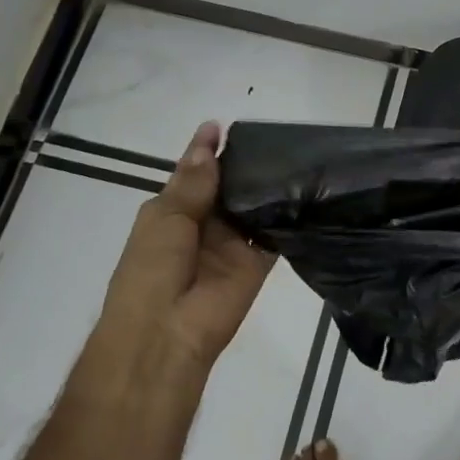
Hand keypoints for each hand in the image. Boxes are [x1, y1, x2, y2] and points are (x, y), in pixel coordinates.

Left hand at [85, 121, 274, 391]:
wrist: (164, 335)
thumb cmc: (151, 270)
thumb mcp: (166, 217)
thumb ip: (194, 182)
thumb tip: (209, 141)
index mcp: (173, 212)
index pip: (196, 173)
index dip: (209, 150)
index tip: (229, 124)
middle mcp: (204, 224)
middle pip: (229, 187)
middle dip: (246, 166)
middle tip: (276, 135)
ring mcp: (232, 244)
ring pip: (254, 208)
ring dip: (269, 188)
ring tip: (297, 155)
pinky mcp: (258, 262)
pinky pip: (275, 235)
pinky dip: (288, 217)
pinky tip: (308, 190)